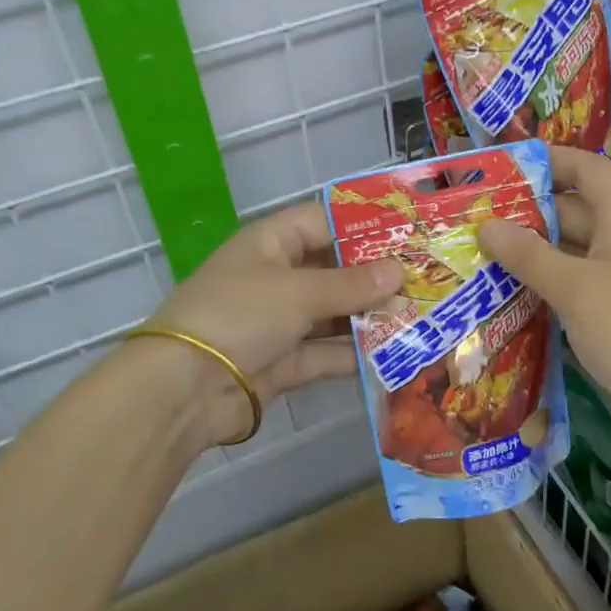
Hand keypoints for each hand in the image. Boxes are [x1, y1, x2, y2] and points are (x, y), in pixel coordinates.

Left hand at [141, 202, 401, 444]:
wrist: (183, 389)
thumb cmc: (240, 315)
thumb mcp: (298, 291)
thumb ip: (351, 285)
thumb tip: (398, 271)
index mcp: (270, 244)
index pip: (322, 222)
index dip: (362, 225)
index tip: (408, 233)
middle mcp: (276, 278)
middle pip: (333, 270)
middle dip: (375, 277)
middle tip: (426, 279)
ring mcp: (279, 323)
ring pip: (333, 314)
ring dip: (371, 318)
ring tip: (421, 317)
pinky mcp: (283, 363)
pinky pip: (326, 353)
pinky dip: (355, 355)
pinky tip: (395, 356)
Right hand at [478, 146, 610, 451]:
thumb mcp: (573, 288)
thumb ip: (528, 255)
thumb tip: (486, 226)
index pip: (590, 170)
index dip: (554, 160)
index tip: (509, 165)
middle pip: (574, 209)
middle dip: (529, 209)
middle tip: (478, 213)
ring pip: (569, 248)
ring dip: (531, 248)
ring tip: (482, 248)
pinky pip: (572, 279)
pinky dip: (542, 279)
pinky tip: (506, 289)